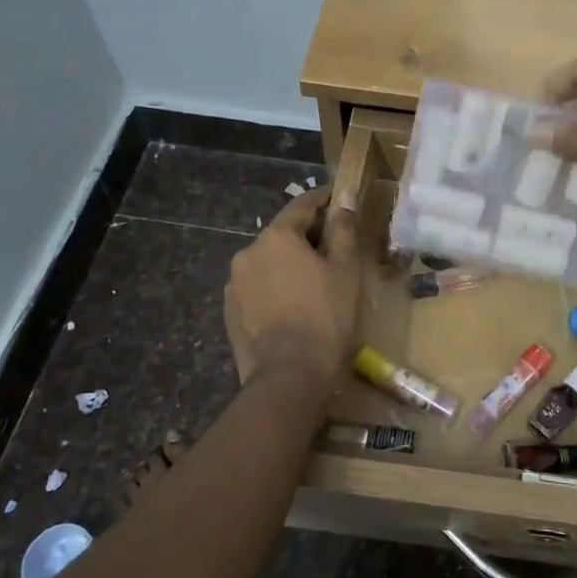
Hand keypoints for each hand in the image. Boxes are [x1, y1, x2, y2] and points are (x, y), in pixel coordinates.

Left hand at [224, 186, 361, 390]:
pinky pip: (258, 288)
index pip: (302, 205)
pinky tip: (294, 306)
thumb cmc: (326, 317)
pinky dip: (276, 287)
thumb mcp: (346, 270)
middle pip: (283, 234)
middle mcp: (247, 253)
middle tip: (336, 248)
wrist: (288, 378)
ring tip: (315, 282)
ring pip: (269, 262)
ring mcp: (234, 285)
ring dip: (290, 264)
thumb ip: (344, 229)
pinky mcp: (230, 312)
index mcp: (276, 237)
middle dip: (308, 236)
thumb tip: (345, 199)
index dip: (324, 200)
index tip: (340, 199)